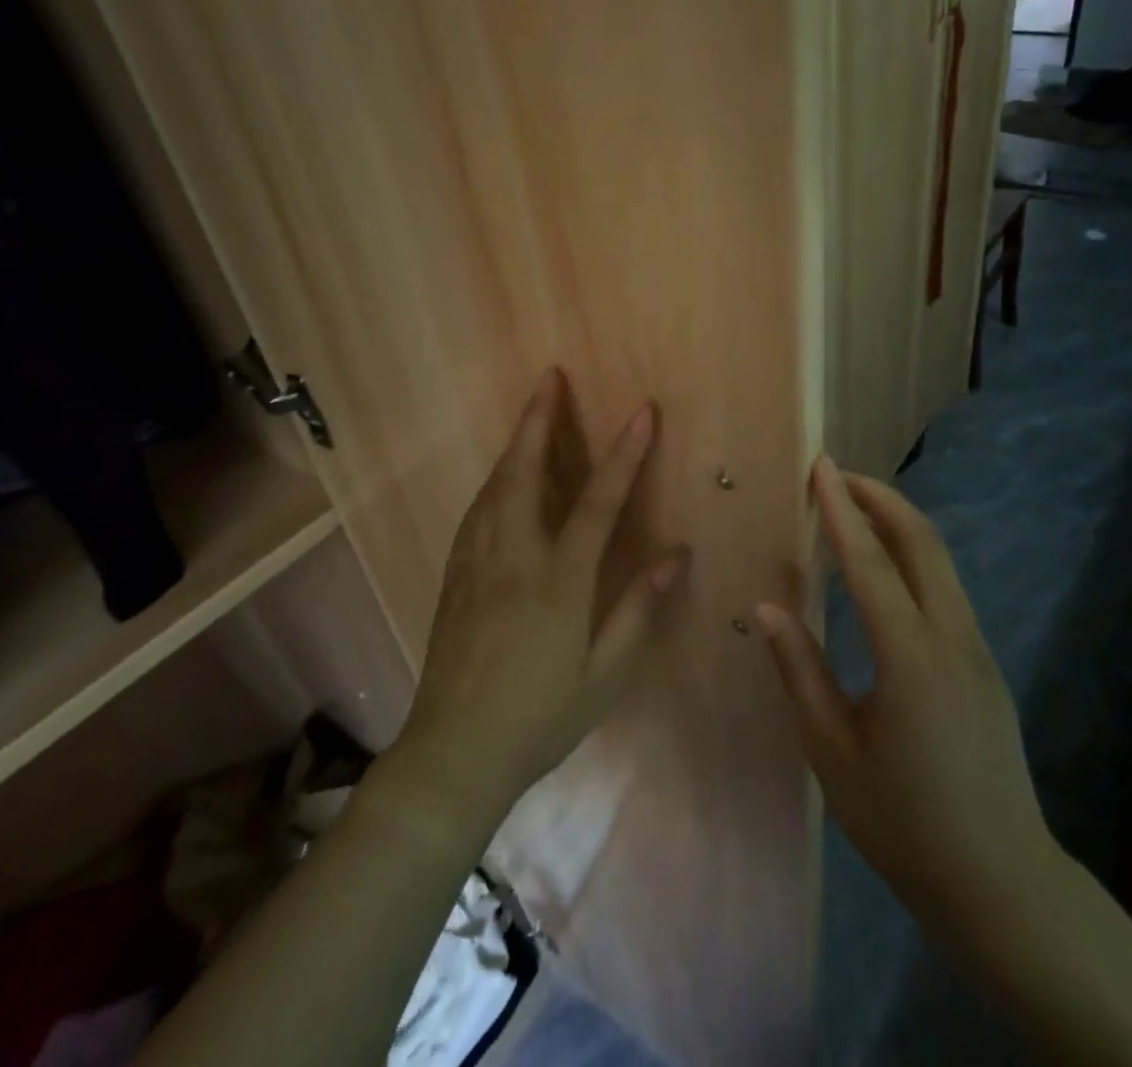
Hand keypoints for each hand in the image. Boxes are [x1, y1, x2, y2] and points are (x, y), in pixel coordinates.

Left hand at [391, 369, 686, 832]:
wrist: (455, 752)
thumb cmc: (540, 716)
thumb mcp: (605, 674)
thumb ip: (639, 608)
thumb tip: (677, 553)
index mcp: (558, 581)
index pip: (597, 503)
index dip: (623, 455)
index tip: (642, 412)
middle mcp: (513, 558)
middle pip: (524, 472)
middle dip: (539, 420)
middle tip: (550, 378)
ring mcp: (477, 563)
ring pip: (495, 486)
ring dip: (515, 443)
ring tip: (531, 412)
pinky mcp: (454, 576)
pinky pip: (477, 511)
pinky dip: (494, 480)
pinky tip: (501, 475)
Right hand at [756, 457, 1055, 942]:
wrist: (1001, 883)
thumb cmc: (904, 823)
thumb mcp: (833, 753)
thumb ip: (800, 672)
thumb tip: (767, 609)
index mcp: (911, 658)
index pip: (870, 562)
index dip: (841, 509)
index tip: (821, 466)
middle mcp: (952, 638)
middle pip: (921, 541)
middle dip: (879, 497)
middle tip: (836, 474)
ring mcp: (976, 648)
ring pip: (940, 560)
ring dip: (898, 521)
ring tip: (853, 507)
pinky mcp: (983, 663)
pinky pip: (946, 587)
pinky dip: (912, 554)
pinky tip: (883, 568)